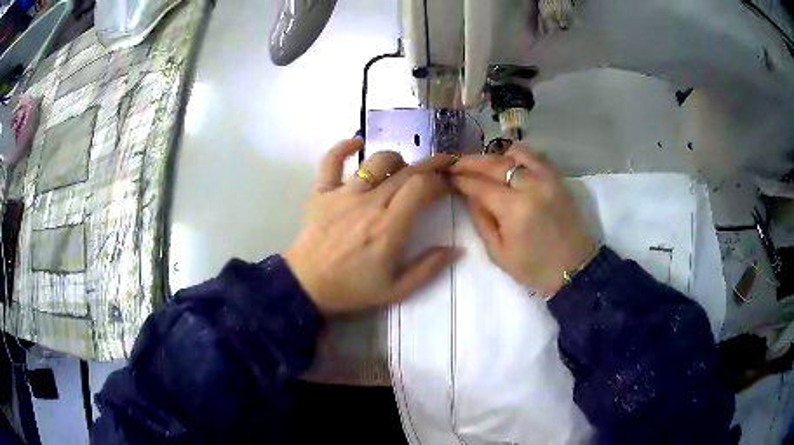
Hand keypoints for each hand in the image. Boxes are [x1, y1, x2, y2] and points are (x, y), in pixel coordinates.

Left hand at [284, 139, 459, 313]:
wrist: (306, 286)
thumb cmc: (351, 288)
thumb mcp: (396, 290)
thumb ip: (428, 269)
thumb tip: (456, 249)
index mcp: (389, 226)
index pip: (421, 187)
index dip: (439, 180)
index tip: (447, 185)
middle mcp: (369, 203)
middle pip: (405, 171)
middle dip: (429, 165)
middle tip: (442, 165)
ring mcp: (343, 194)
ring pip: (376, 161)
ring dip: (396, 159)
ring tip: (402, 168)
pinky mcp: (322, 192)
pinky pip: (331, 160)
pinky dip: (344, 147)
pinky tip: (357, 143)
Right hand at [451, 143, 596, 296]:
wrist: (575, 269)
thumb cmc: (534, 268)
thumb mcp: (498, 253)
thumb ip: (481, 220)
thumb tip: (469, 195)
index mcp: (515, 209)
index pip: (480, 185)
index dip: (460, 179)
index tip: (447, 176)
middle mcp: (532, 186)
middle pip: (495, 163)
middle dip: (471, 162)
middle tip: (456, 165)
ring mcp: (548, 179)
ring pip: (516, 152)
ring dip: (497, 157)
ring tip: (486, 168)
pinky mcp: (559, 178)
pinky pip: (536, 156)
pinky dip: (519, 157)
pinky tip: (511, 167)